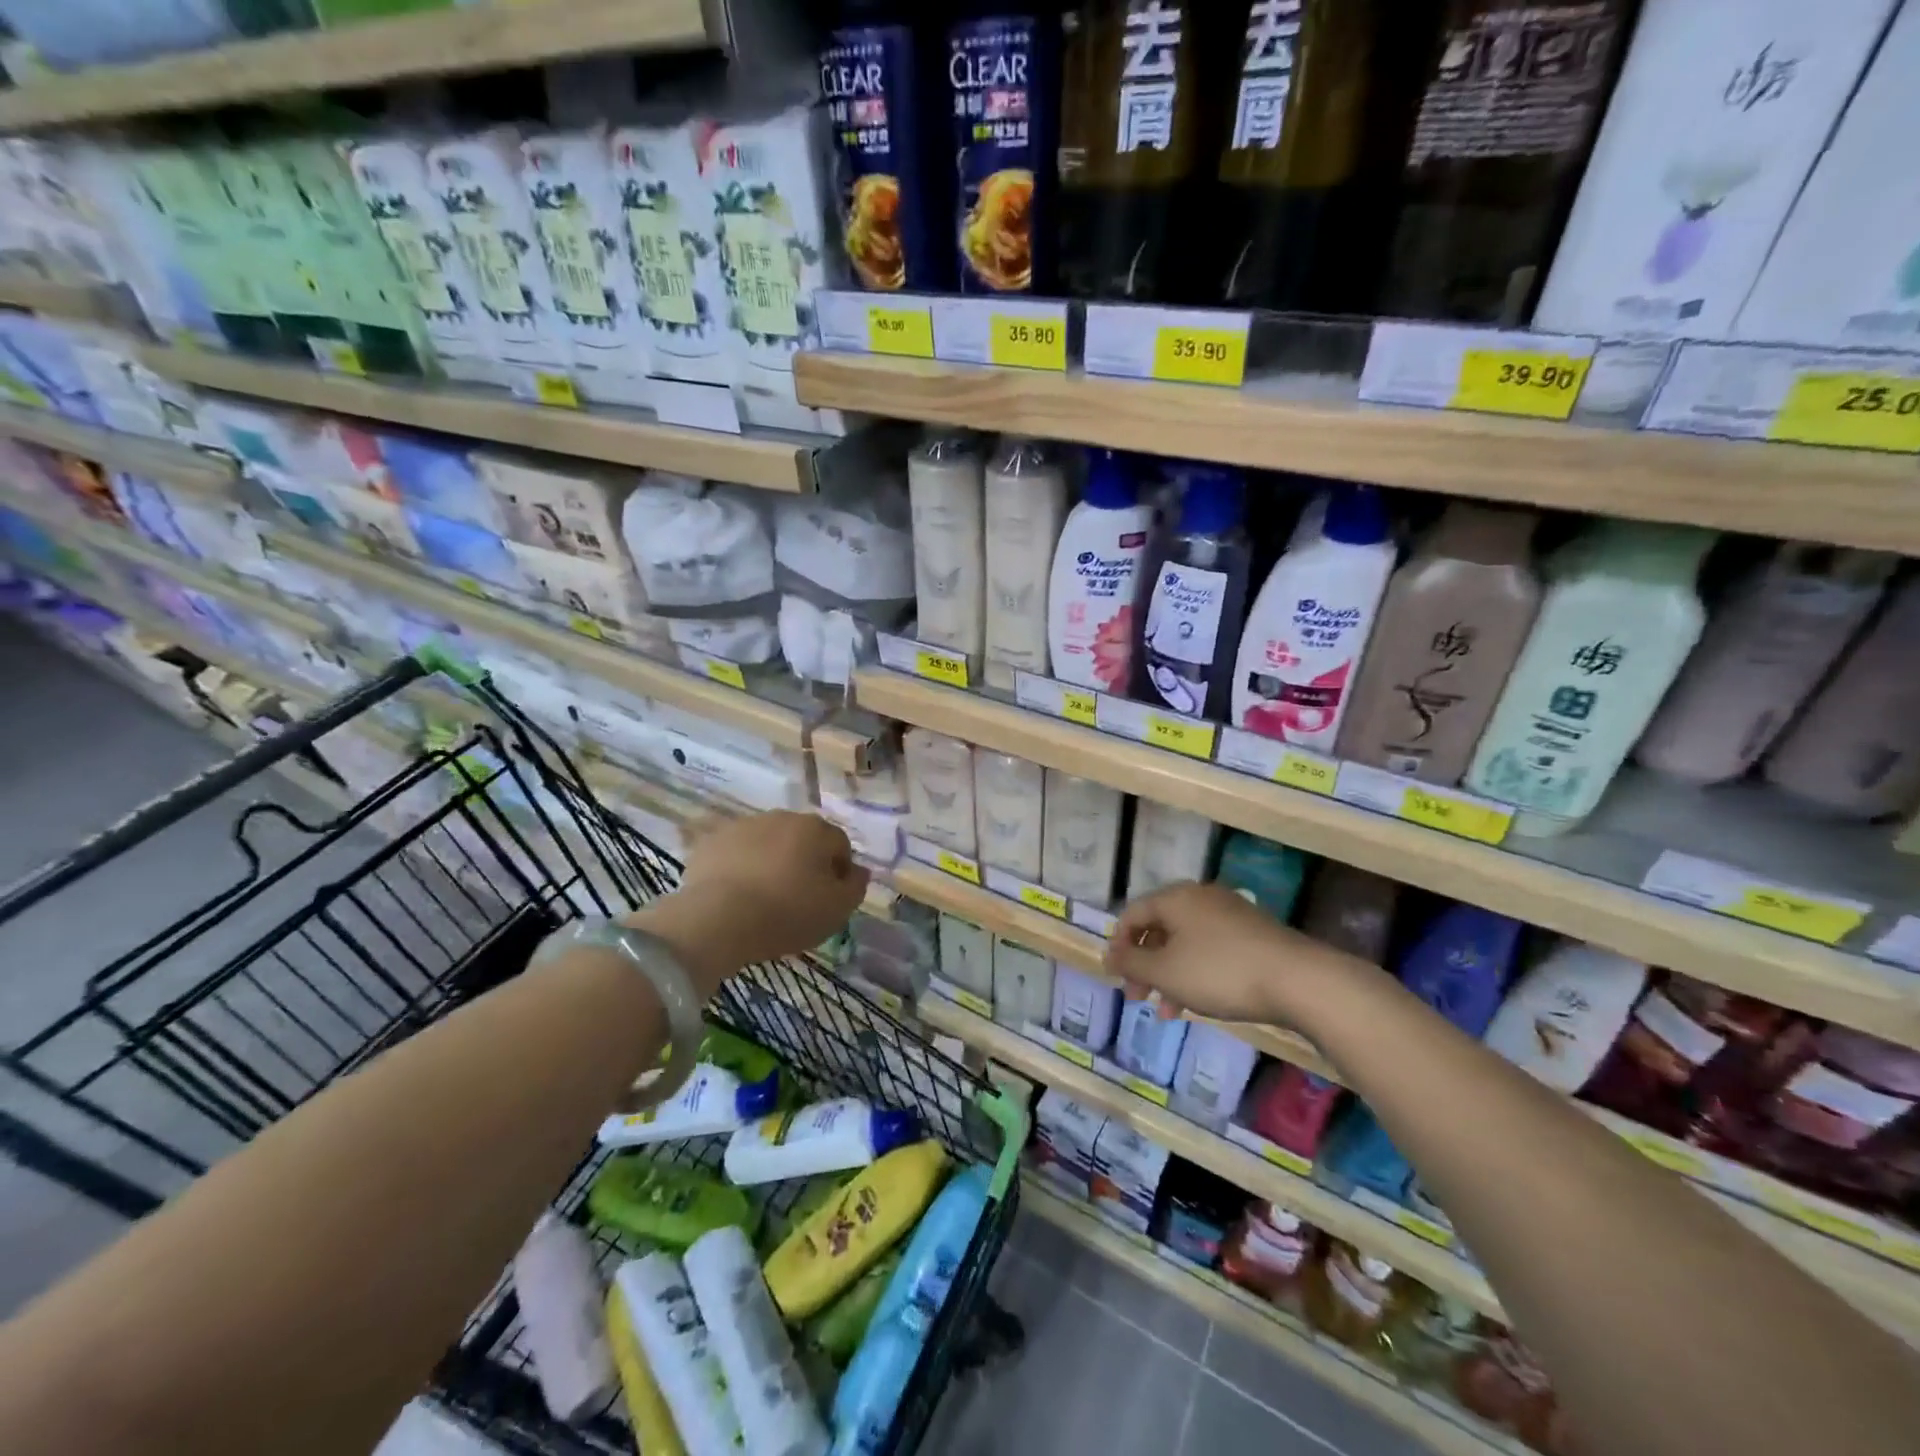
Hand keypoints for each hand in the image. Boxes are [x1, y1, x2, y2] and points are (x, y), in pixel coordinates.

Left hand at [629, 811, 868, 992]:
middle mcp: (782, 817)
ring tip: (762, 899)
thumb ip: (855, 887)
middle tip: (796, 899)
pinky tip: (735, 895)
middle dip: (803, 863)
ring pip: (767, 844)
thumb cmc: (788, 913)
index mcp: (817, 829)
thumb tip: (858, 871)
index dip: (838, 873)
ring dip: (770, 863)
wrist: (718, 918)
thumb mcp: (838, 909)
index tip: (828, 900)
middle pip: (802, 840)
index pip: (839, 846)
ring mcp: (743, 826)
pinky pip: (735, 854)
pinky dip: (738, 868)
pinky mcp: (711, 841)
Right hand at [1104, 882, 1357, 1025]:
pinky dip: (1196, 973)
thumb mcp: (1166, 972)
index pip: (1132, 914)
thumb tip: (1110, 954)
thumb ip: (1132, 962)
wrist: (1298, 980)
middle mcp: (1200, 898)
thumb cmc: (1220, 972)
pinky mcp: (1253, 934)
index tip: (1115, 977)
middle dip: (1144, 965)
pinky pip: (1210, 950)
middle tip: (1138, 997)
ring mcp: (1229, 914)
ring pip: (1185, 943)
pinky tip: (1199, 1003)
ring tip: (1167, 1012)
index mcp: (1175, 898)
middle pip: (1159, 929)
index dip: (1118, 945)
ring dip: (1170, 976)